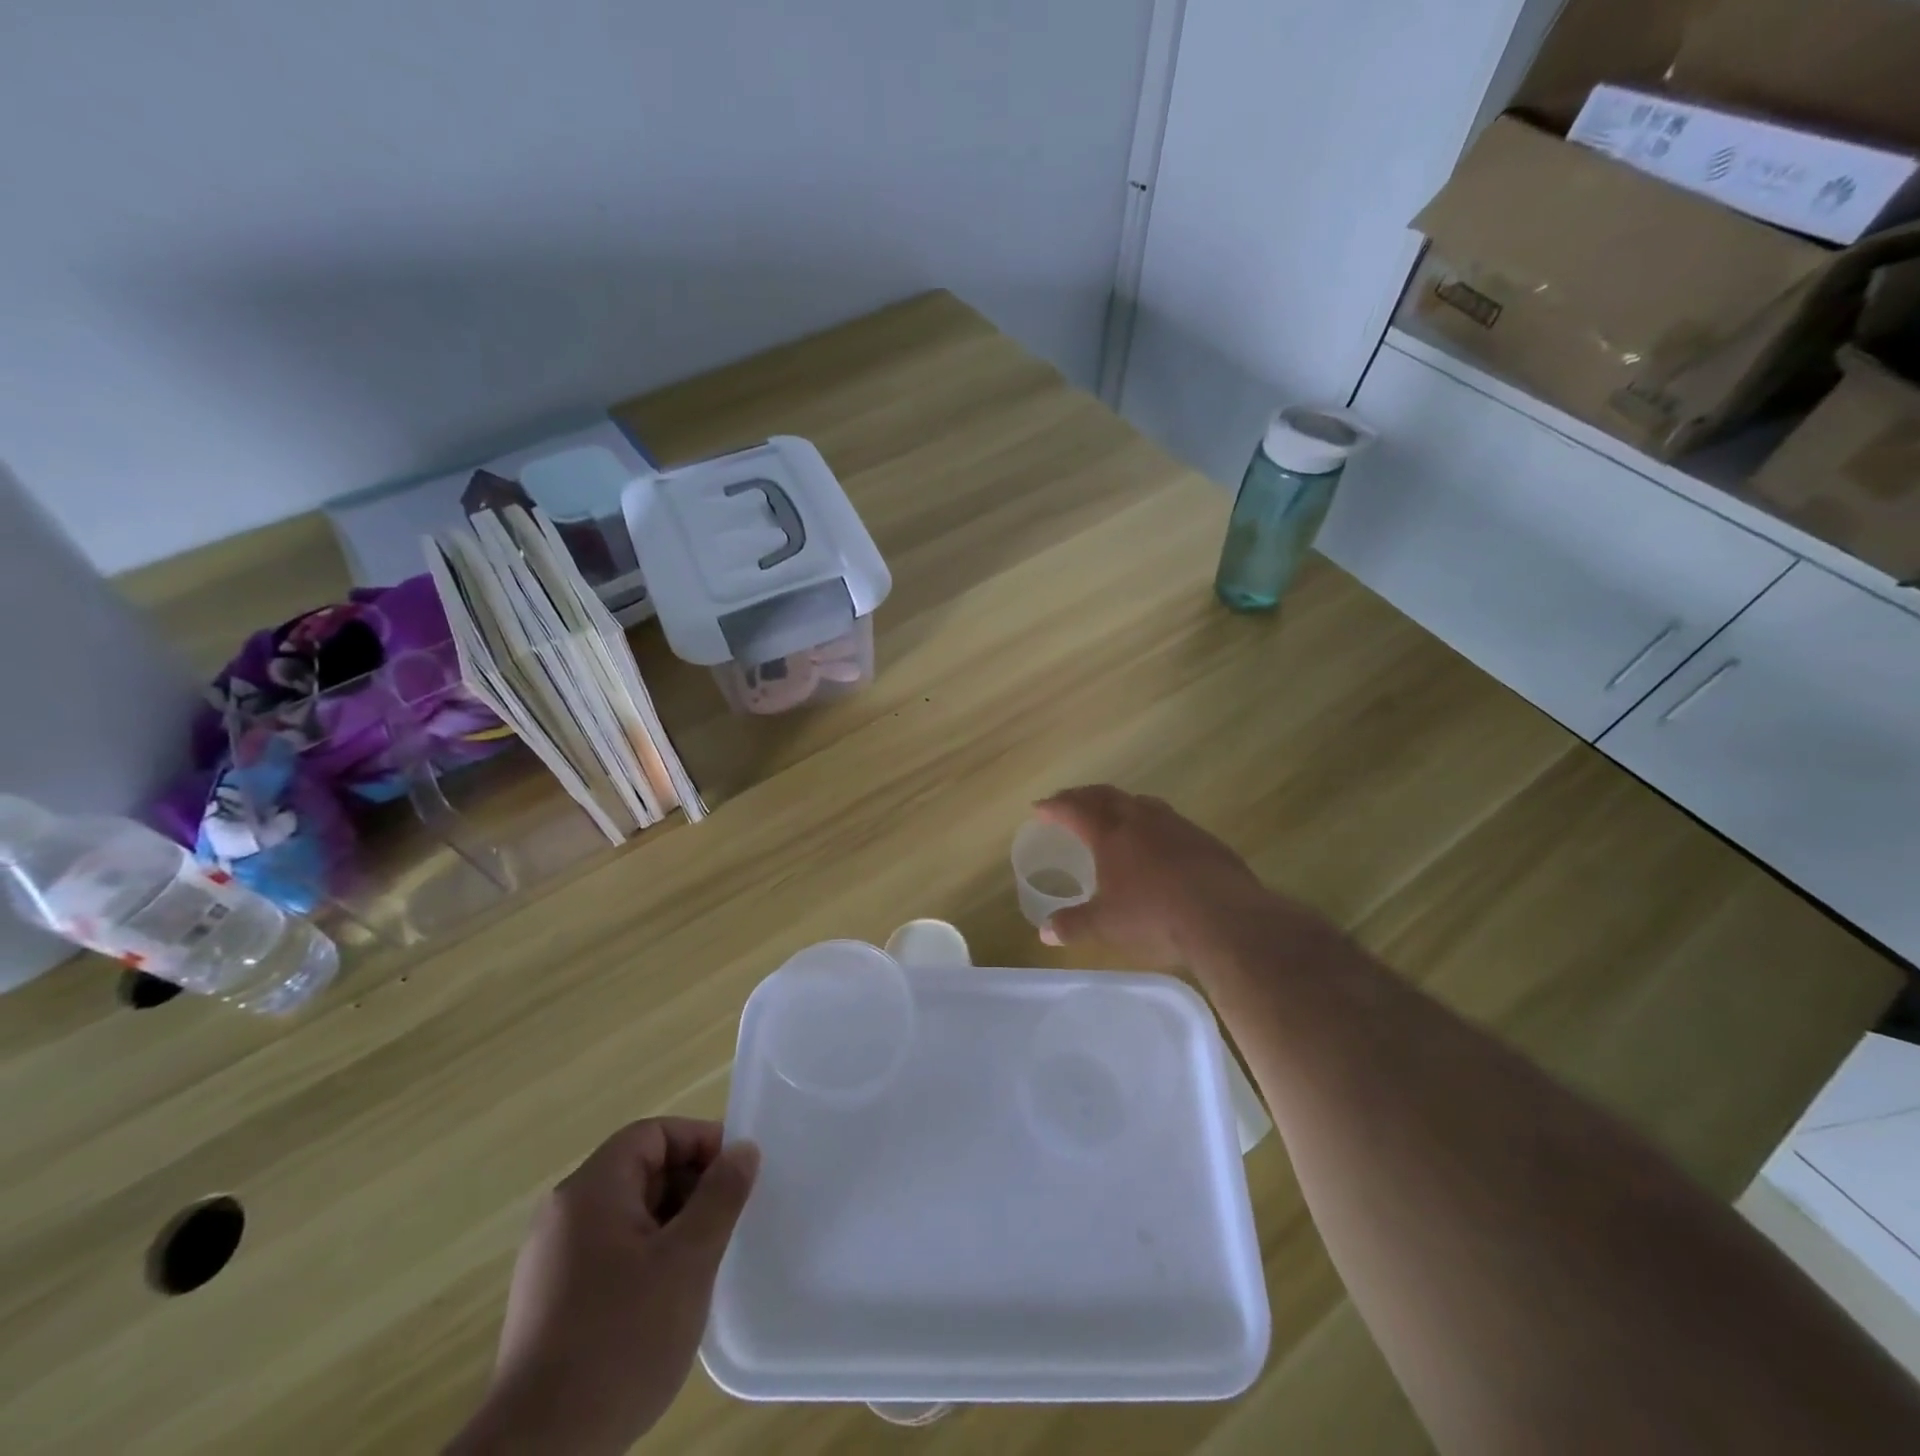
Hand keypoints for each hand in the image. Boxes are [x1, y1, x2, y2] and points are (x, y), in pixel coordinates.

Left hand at [447, 1119, 760, 1455]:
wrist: (540, 1455)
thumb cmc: (621, 1340)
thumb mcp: (688, 1260)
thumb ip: (720, 1196)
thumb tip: (743, 1149)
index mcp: (590, 1190)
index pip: (652, 1134)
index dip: (699, 1142)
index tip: (735, 1174)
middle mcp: (564, 1213)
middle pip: (639, 1170)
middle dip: (689, 1185)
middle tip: (726, 1219)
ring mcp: (552, 1259)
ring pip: (627, 1213)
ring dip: (671, 1223)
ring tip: (703, 1260)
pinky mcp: (550, 1300)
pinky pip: (609, 1250)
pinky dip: (646, 1255)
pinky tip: (667, 1297)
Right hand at [1033, 786, 1271, 964]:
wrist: (1225, 917)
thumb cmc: (1155, 917)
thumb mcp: (1107, 926)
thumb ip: (1074, 925)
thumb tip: (1044, 933)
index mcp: (1111, 834)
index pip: (1074, 810)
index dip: (1054, 807)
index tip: (1039, 808)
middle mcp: (1141, 820)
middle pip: (1105, 796)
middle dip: (1082, 796)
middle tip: (1068, 801)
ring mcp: (1175, 825)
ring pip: (1139, 802)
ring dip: (1119, 803)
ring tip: (1112, 813)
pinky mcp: (1203, 838)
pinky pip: (1168, 819)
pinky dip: (1150, 821)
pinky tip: (1156, 841)